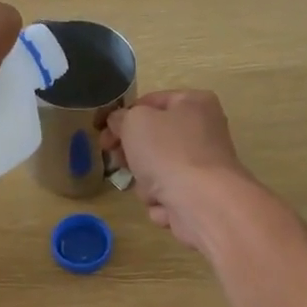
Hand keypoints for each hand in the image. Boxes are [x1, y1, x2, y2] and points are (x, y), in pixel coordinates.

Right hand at [104, 90, 257, 253]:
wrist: (203, 203)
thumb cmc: (168, 152)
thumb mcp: (134, 122)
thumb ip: (121, 117)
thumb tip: (119, 122)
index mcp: (194, 103)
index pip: (149, 102)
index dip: (122, 117)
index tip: (102, 134)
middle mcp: (203, 131)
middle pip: (153, 140)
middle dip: (133, 155)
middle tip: (118, 161)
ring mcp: (203, 167)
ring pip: (157, 171)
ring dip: (146, 182)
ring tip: (152, 188)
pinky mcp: (201, 197)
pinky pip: (168, 196)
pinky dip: (162, 202)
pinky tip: (165, 205)